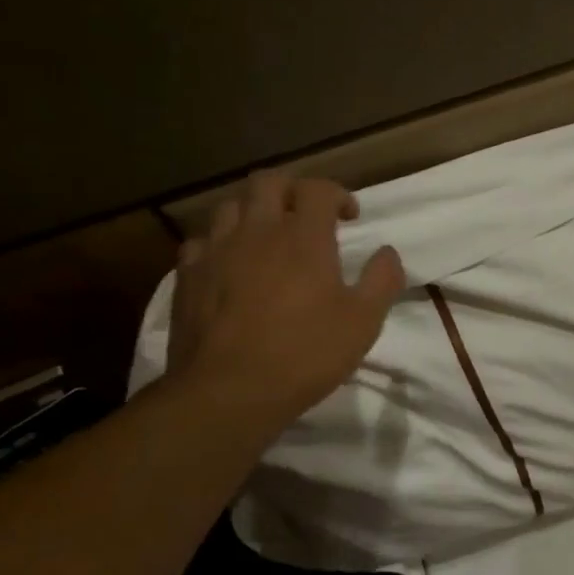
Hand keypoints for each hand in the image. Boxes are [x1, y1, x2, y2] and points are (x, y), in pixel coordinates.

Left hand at [166, 171, 405, 428]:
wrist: (228, 393)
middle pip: (268, 181)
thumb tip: (387, 252)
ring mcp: (216, 252)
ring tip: (269, 237)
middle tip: (308, 216)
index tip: (349, 217)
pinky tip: (230, 264)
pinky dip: (220, 242)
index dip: (337, 194)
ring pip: (230, 206)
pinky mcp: (186, 276)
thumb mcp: (364, 321)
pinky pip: (201, 241)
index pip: (317, 189)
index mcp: (304, 238)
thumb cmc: (306, 354)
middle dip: (292, 190)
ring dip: (254, 212)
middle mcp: (257, 232)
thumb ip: (382, 280)